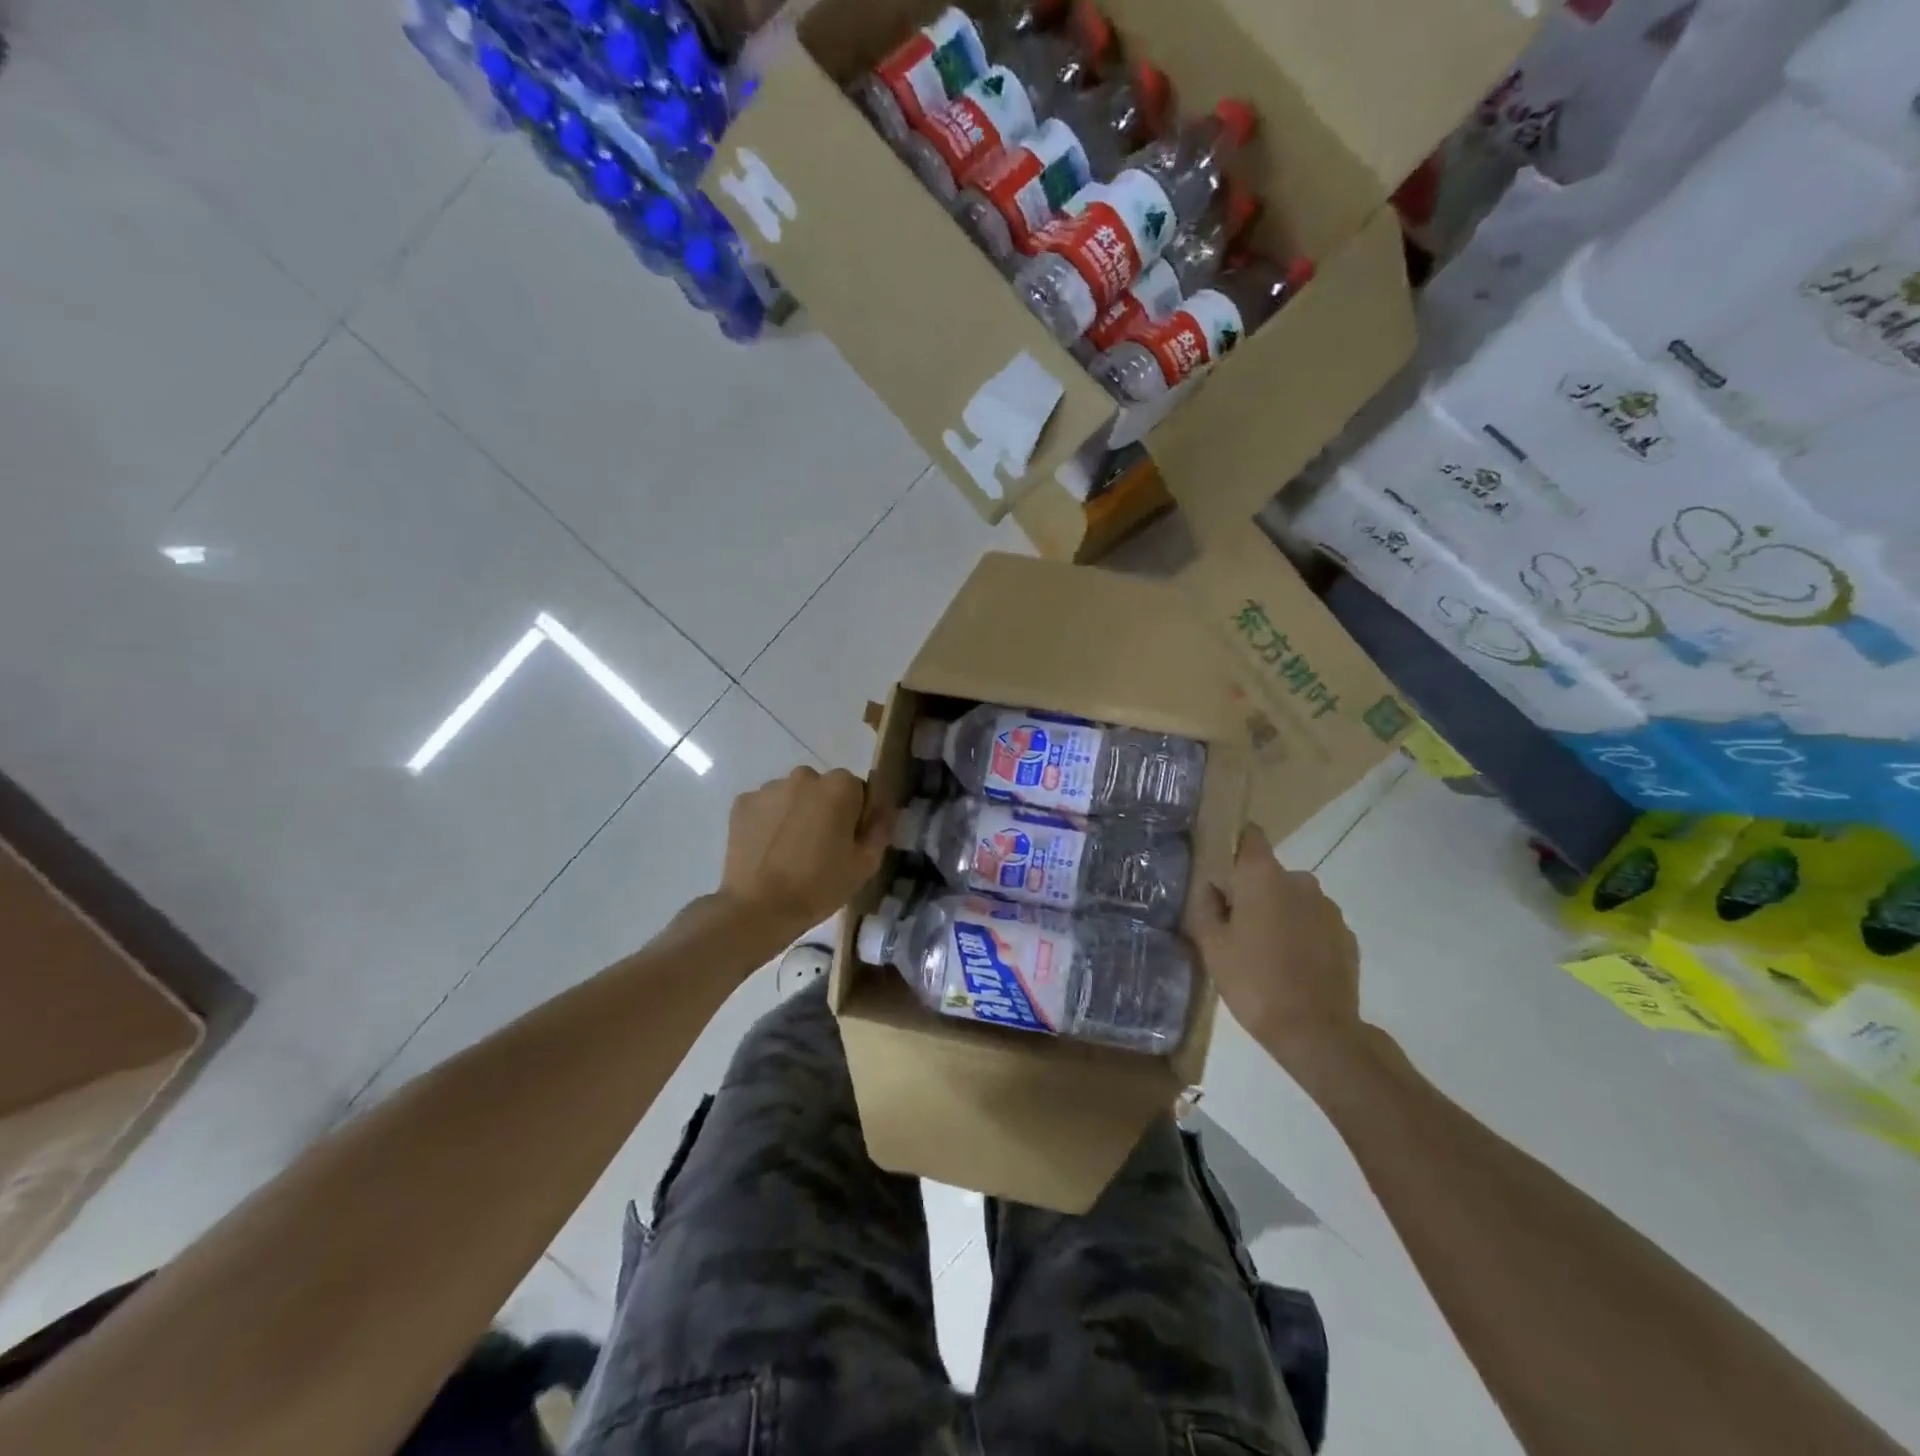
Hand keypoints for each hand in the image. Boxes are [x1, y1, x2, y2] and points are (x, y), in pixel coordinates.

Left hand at [718, 767, 892, 939]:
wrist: (758, 908)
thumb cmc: (819, 886)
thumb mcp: (865, 864)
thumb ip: (880, 829)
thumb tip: (884, 810)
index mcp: (840, 786)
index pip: (858, 791)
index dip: (856, 817)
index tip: (848, 843)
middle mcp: (805, 776)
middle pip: (823, 789)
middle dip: (825, 810)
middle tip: (820, 848)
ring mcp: (769, 788)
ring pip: (793, 796)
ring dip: (796, 813)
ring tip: (790, 851)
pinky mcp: (742, 803)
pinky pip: (766, 807)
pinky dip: (769, 821)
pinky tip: (768, 850)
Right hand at [1194, 825, 1363, 1069]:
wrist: (1316, 1032)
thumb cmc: (1253, 981)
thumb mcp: (1212, 945)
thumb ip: (1206, 906)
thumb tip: (1211, 887)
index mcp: (1263, 876)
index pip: (1250, 836)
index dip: (1235, 845)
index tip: (1221, 868)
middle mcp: (1300, 881)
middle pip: (1270, 873)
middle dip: (1254, 891)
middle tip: (1236, 925)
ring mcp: (1328, 908)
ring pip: (1294, 899)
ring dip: (1280, 914)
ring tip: (1265, 951)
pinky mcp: (1347, 936)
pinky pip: (1315, 924)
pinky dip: (1302, 935)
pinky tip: (1291, 966)